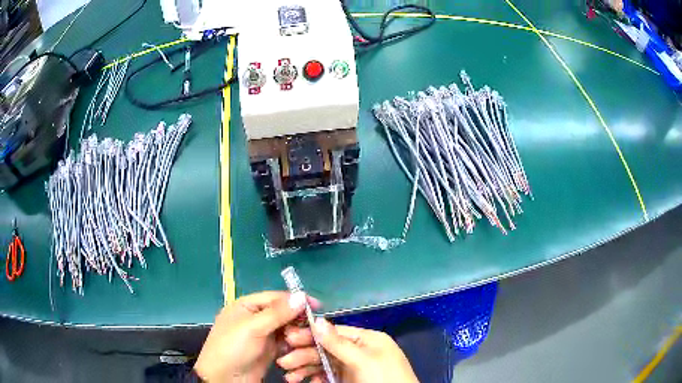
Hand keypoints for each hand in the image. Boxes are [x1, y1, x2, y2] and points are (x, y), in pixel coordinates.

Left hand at [194, 291, 310, 381]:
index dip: (296, 300)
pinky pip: (286, 342)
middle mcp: (256, 317)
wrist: (225, 378)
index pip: (276, 297)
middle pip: (283, 313)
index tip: (317, 306)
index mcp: (247, 305)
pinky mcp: (269, 349)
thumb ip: (277, 313)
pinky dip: (293, 344)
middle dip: (298, 320)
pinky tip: (299, 349)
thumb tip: (301, 295)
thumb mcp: (253, 328)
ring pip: (287, 328)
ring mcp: (263, 334)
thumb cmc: (233, 348)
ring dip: (297, 334)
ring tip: (305, 341)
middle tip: (314, 329)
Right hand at [277, 318, 418, 382]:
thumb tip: (316, 320)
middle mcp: (359, 351)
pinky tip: (306, 382)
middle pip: (326, 349)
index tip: (287, 338)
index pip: (333, 332)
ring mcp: (354, 367)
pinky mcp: (350, 380)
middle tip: (283, 362)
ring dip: (305, 369)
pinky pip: (328, 375)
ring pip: (324, 363)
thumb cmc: (383, 378)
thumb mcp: (362, 360)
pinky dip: (316, 378)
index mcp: (367, 339)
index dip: (310, 335)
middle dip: (303, 355)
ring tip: (288, 377)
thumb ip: (338, 343)